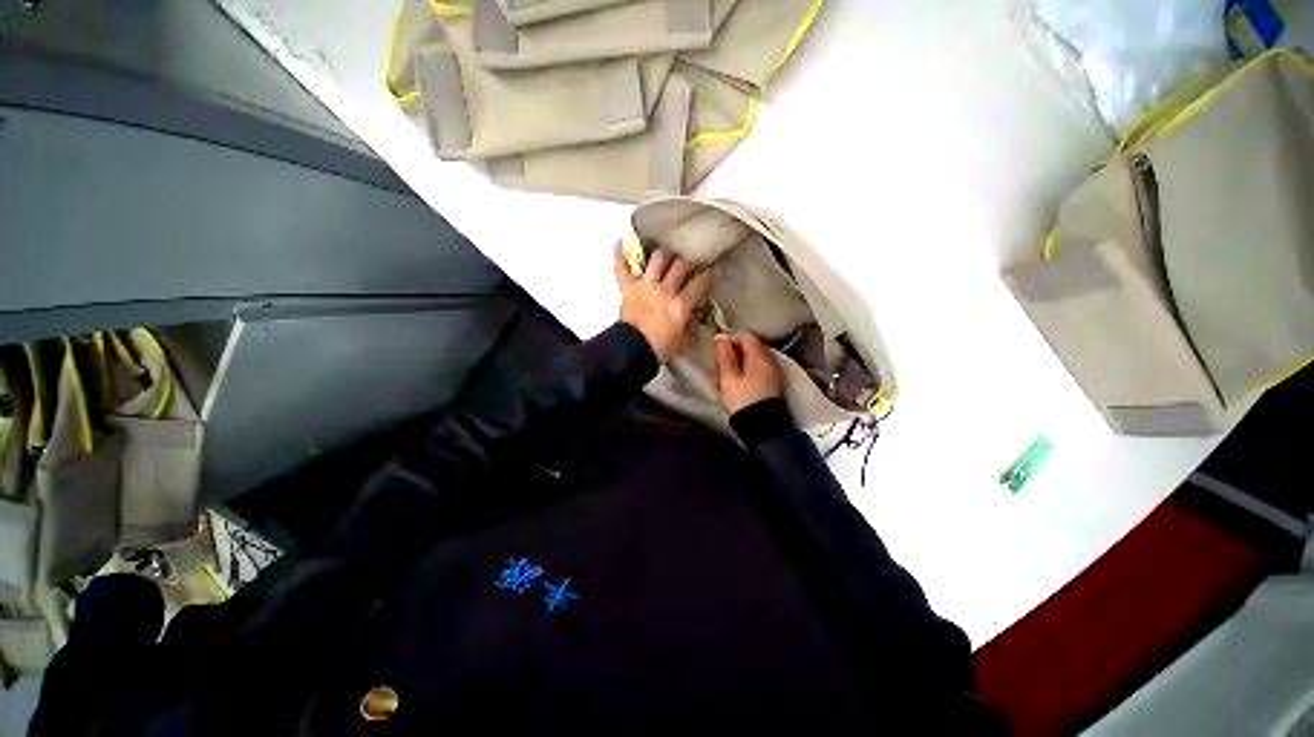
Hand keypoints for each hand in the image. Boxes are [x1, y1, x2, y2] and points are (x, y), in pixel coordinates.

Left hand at [614, 243, 713, 362]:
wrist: (633, 351)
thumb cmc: (660, 348)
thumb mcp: (684, 340)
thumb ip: (692, 322)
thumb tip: (697, 310)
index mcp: (680, 304)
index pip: (700, 283)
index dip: (707, 276)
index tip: (708, 274)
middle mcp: (664, 290)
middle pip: (679, 266)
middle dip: (685, 265)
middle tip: (684, 269)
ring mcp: (645, 286)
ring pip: (657, 259)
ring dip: (662, 256)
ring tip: (664, 258)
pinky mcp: (628, 288)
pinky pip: (622, 268)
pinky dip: (619, 256)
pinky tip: (620, 243)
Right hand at [712, 332, 782, 413]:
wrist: (762, 427)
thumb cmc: (743, 400)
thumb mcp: (728, 378)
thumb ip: (724, 357)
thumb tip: (722, 340)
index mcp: (759, 356)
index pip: (745, 335)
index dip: (729, 339)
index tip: (717, 352)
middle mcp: (768, 360)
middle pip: (747, 348)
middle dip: (729, 356)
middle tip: (716, 370)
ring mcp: (771, 372)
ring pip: (749, 361)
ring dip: (733, 367)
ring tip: (719, 382)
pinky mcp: (770, 384)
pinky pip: (754, 371)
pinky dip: (741, 375)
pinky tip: (730, 387)